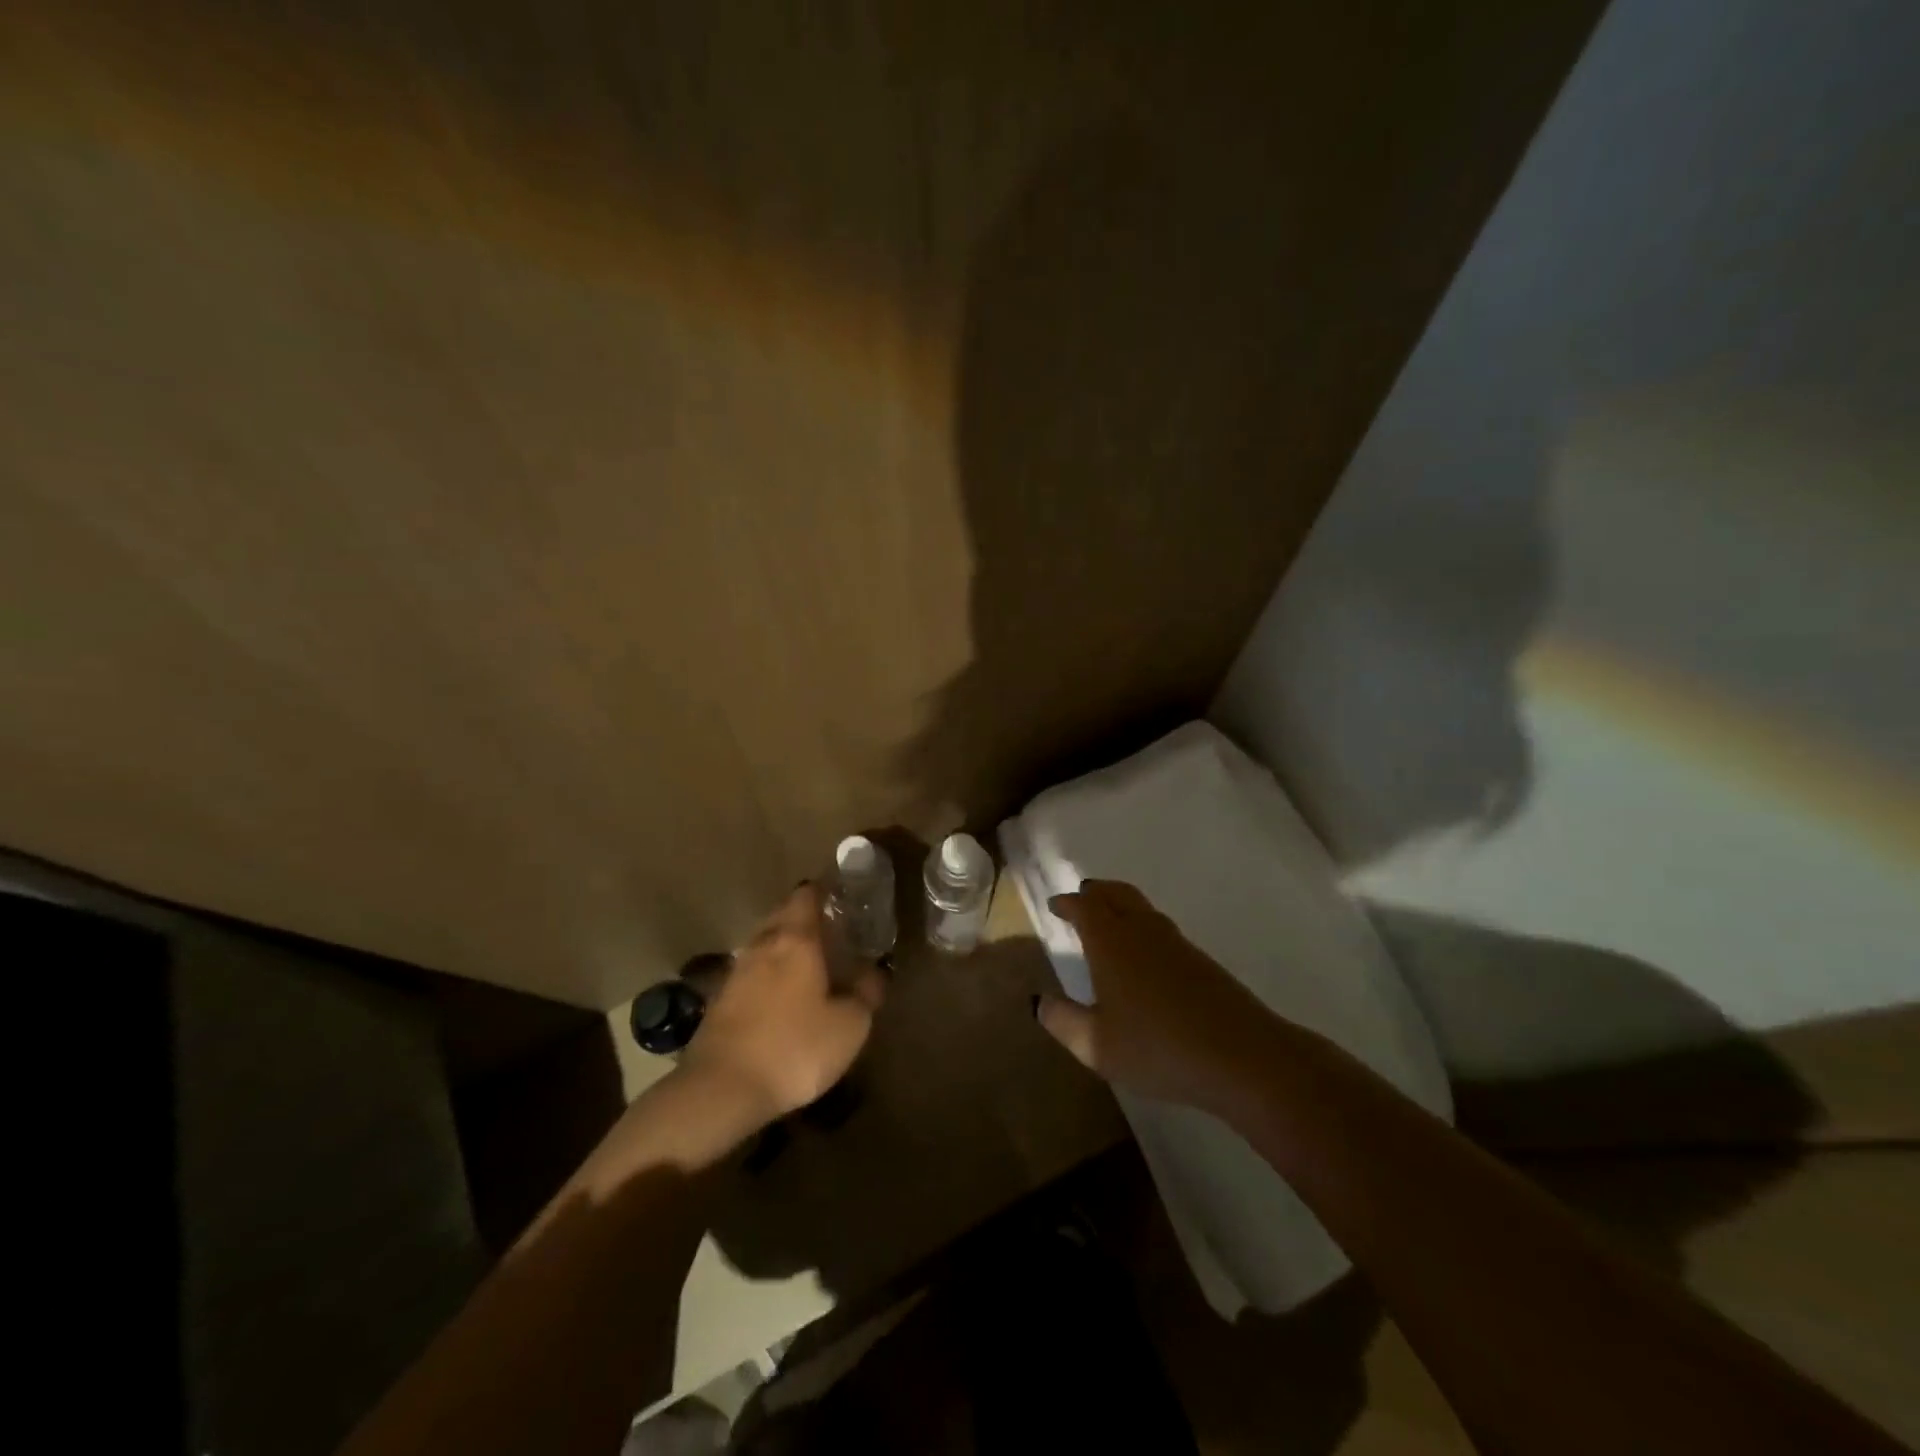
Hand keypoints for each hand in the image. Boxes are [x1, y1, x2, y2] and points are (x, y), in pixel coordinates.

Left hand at [680, 883, 885, 1126]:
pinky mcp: (720, 1000)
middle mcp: (763, 945)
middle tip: (833, 931)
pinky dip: (769, 974)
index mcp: (796, 939)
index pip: (807, 895)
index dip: (825, 890)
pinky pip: (752, 972)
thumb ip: (866, 992)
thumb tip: (876, 971)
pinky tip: (783, 996)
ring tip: (810, 964)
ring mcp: (736, 971)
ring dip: (786, 947)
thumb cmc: (795, 1048)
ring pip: (765, 944)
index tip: (844, 897)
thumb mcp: (849, 1025)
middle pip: (783, 915)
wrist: (721, 1090)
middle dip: (806, 918)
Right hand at [1036, 879, 1282, 1111]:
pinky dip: (1142, 925)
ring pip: (1142, 908)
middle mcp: (1142, 931)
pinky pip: (1161, 927)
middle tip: (1082, 897)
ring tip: (1110, 919)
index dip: (1068, 903)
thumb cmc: (1157, 1048)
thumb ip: (1063, 1020)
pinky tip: (1145, 953)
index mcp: (1111, 942)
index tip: (1055, 905)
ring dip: (1121, 904)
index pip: (1085, 907)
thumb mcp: (1096, 1044)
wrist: (1242, 1055)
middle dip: (1096, 893)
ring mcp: (1176, 943)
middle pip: (1116, 894)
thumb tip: (1038, 1000)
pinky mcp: (1201, 960)